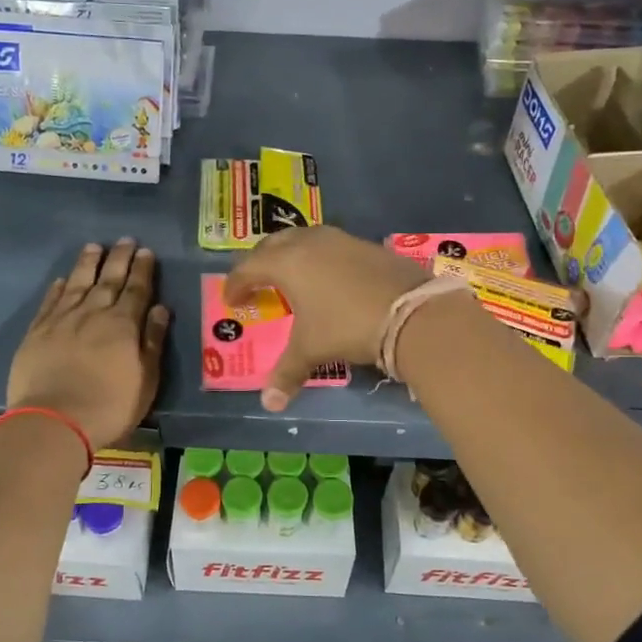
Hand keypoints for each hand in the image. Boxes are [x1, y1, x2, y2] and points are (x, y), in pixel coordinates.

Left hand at [7, 240, 169, 449]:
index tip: (146, 252)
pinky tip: (62, 280)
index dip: (142, 270)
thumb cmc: (110, 406)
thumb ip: (153, 341)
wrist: (54, 422)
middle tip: (126, 240)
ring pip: (77, 283)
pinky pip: (50, 301)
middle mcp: (93, 313)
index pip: (137, 289)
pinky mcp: (37, 332)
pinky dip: (58, 288)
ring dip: (87, 264)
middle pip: (108, 279)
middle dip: (119, 258)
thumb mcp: (146, 379)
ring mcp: (62, 320)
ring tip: (94, 247)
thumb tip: (161, 309)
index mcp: (123, 324)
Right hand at [223, 225, 427, 411]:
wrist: (411, 312)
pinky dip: (317, 257)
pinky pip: (330, 245)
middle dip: (259, 261)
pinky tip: (326, 278)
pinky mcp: (366, 245)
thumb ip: (287, 373)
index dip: (236, 284)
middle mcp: (310, 243)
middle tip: (255, 282)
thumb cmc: (347, 326)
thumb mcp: (312, 350)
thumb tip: (269, 403)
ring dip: (290, 254)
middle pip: (273, 244)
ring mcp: (341, 240)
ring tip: (289, 277)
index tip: (231, 300)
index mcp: (288, 262)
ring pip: (303, 238)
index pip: (249, 267)